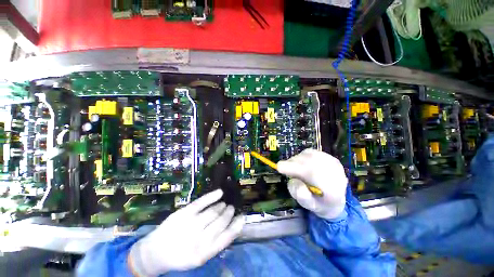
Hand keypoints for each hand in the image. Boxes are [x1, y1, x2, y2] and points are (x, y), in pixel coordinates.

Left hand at [128, 189, 243, 275]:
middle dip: (229, 213)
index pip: (227, 237)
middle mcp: (199, 239)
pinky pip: (202, 201)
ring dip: (222, 206)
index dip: (237, 225)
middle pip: (221, 221)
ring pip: (214, 211)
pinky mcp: (184, 213)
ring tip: (224, 205)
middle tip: (231, 208)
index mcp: (204, 253)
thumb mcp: (200, 257)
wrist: (155, 252)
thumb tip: (232, 226)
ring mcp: (191, 224)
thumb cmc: (180, 256)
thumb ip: (215, 243)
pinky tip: (220, 192)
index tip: (242, 217)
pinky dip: (213, 195)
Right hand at [277, 149, 347, 219]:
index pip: (311, 173)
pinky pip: (310, 152)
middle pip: (309, 161)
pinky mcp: (330, 157)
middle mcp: (336, 173)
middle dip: (293, 164)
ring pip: (308, 155)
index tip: (279, 167)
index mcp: (332, 190)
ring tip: (294, 169)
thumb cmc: (319, 203)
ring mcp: (334, 163)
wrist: (335, 200)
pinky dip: (302, 157)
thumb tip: (294, 181)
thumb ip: (301, 195)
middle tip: (284, 169)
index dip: (293, 168)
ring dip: (297, 160)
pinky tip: (301, 164)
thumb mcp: (309, 205)